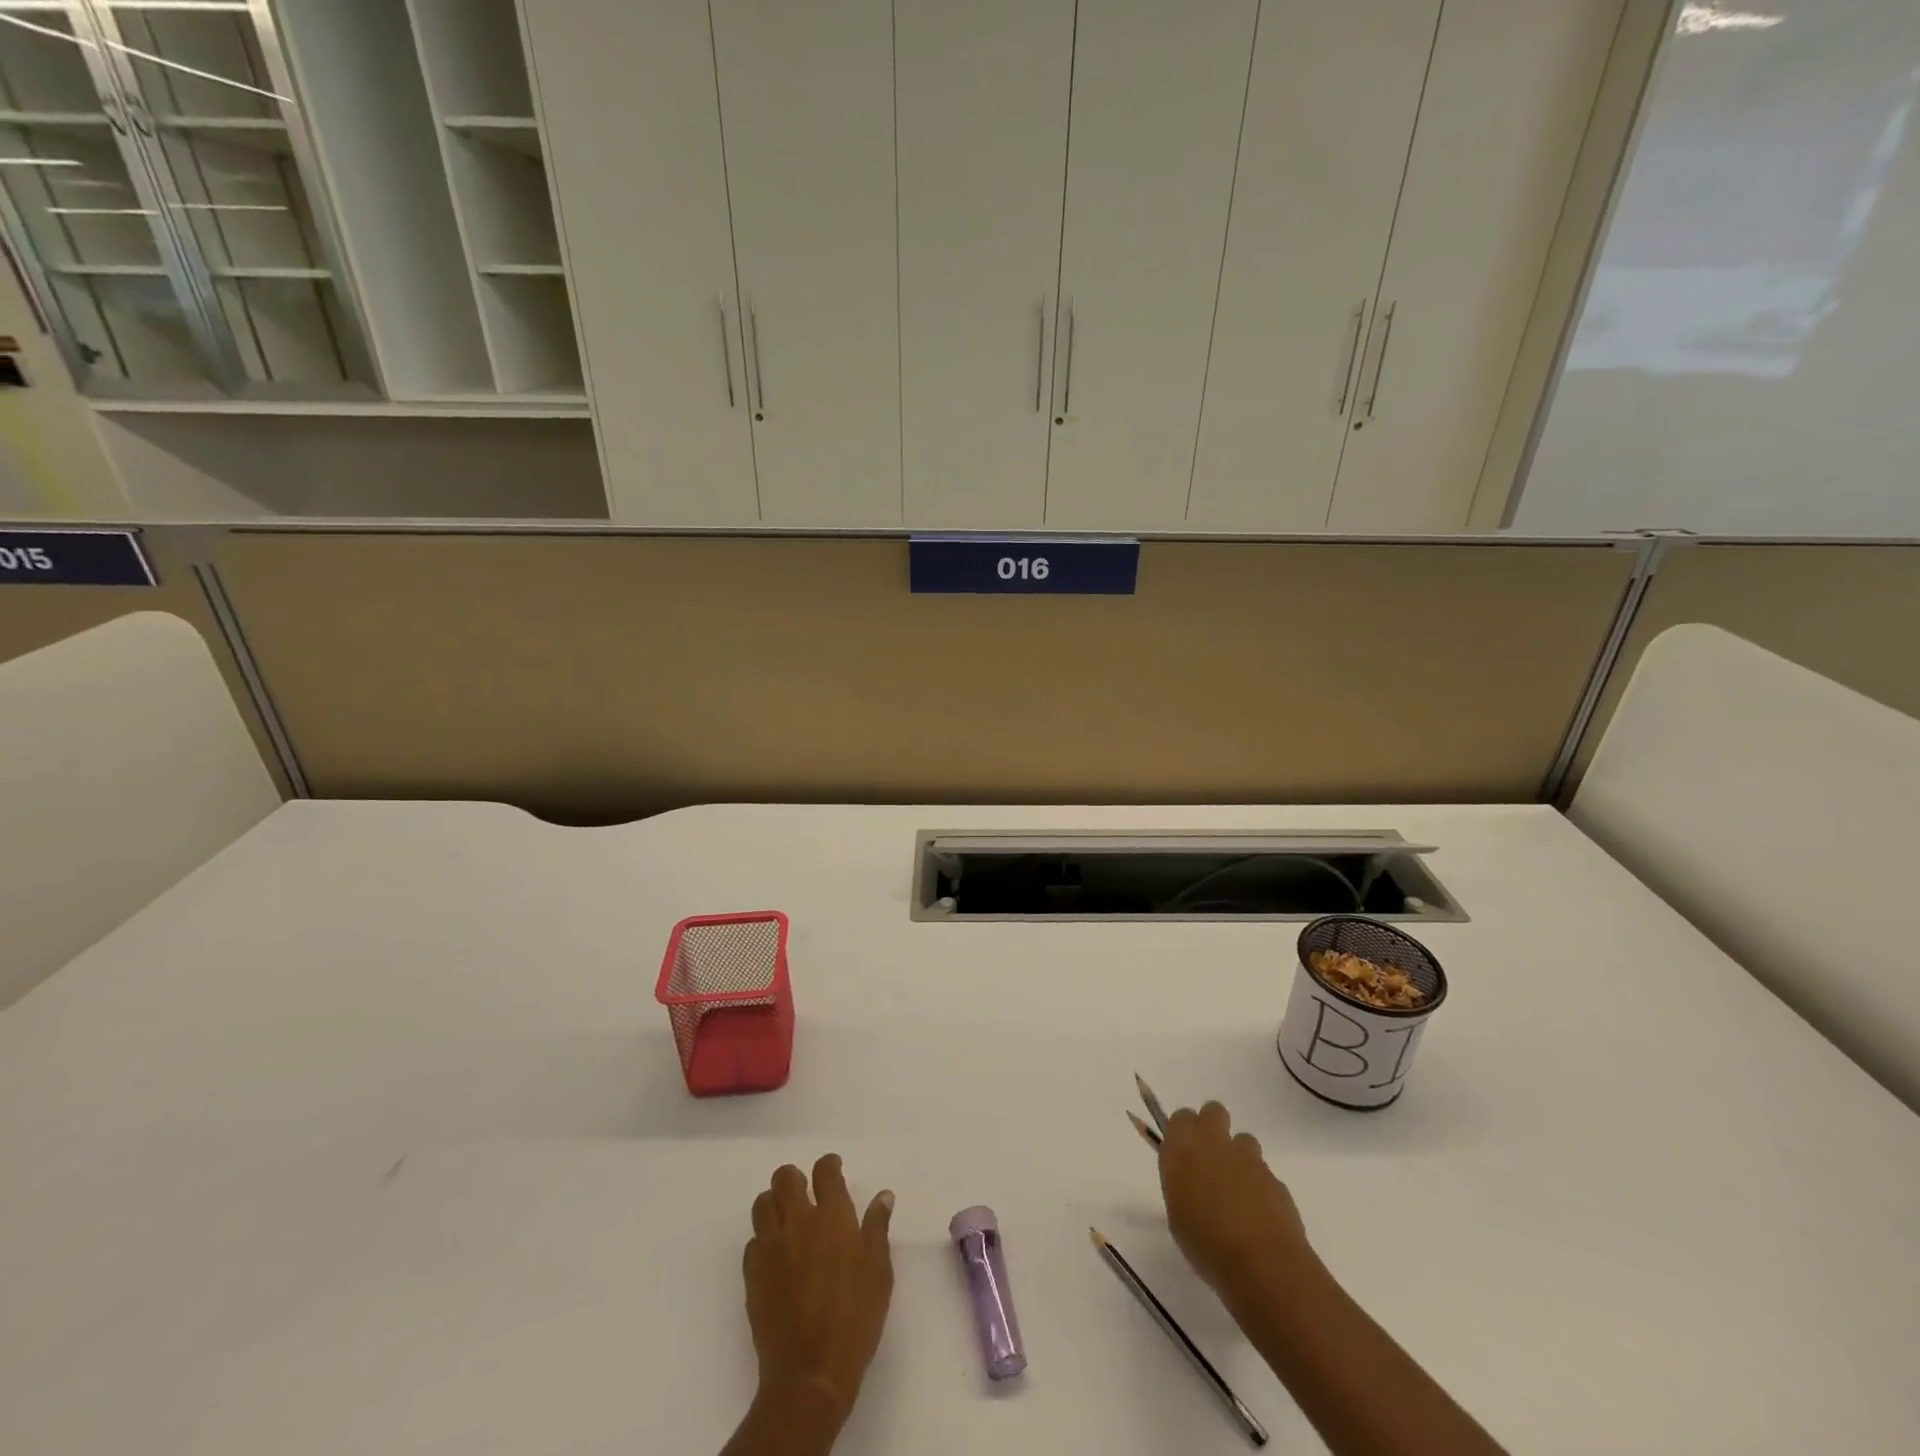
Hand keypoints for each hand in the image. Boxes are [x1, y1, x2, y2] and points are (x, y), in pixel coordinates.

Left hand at [743, 1154, 895, 1429]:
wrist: (809, 1374)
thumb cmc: (855, 1319)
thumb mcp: (879, 1273)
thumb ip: (877, 1228)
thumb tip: (883, 1195)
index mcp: (833, 1216)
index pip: (825, 1171)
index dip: (829, 1165)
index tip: (833, 1169)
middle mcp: (798, 1221)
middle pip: (785, 1178)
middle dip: (795, 1178)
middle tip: (807, 1193)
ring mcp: (771, 1246)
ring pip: (763, 1203)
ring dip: (774, 1203)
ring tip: (787, 1219)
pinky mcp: (752, 1273)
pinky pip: (753, 1241)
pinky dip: (764, 1240)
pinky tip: (776, 1256)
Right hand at [1159, 1100, 1312, 1300]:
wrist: (1262, 1264)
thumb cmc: (1205, 1244)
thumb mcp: (1178, 1216)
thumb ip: (1183, 1186)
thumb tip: (1191, 1182)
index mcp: (1184, 1148)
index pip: (1181, 1117)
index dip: (1183, 1132)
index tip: (1184, 1154)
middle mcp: (1215, 1143)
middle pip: (1214, 1111)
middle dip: (1212, 1127)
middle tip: (1210, 1160)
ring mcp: (1249, 1159)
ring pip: (1243, 1140)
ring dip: (1238, 1157)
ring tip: (1237, 1192)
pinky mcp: (1276, 1179)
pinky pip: (1263, 1172)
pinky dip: (1259, 1186)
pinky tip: (1257, 1216)